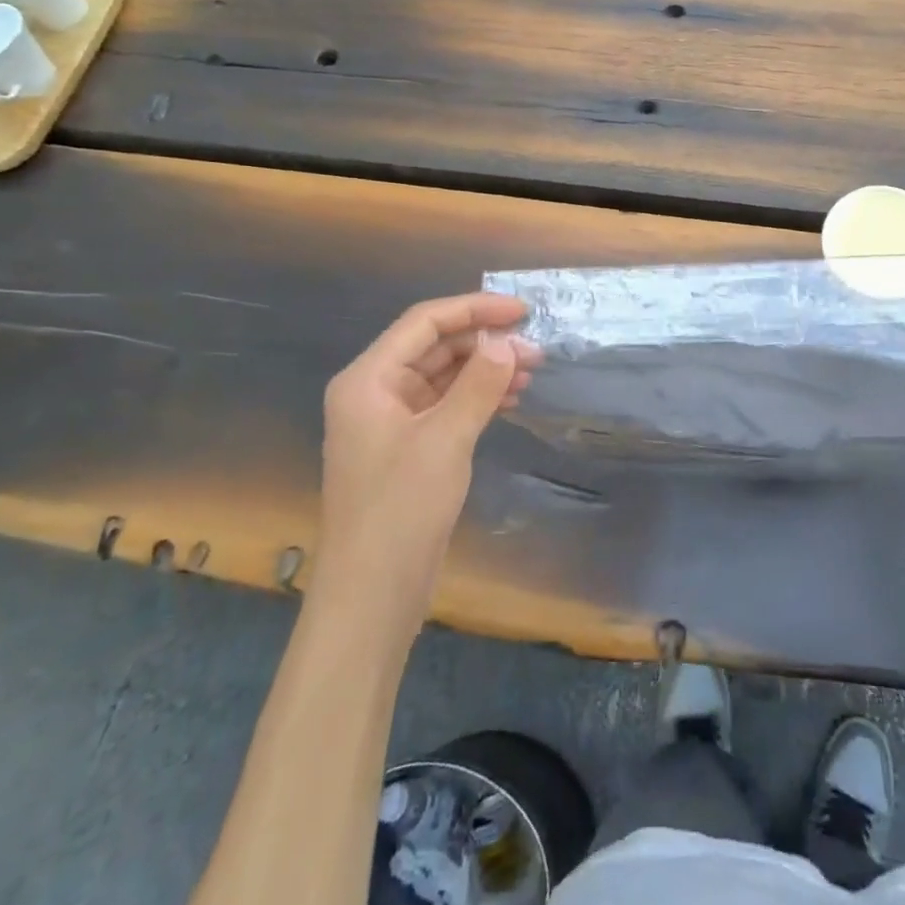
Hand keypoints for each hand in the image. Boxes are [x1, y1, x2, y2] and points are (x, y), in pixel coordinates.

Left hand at [310, 293, 536, 629]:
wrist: (372, 595)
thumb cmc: (400, 509)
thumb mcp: (445, 440)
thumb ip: (478, 384)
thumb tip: (506, 341)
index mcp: (368, 380)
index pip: (425, 323)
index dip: (475, 309)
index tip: (522, 311)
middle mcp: (375, 392)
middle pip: (435, 347)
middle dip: (485, 343)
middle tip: (536, 349)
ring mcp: (391, 421)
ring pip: (444, 376)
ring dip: (485, 369)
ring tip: (531, 372)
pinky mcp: (408, 448)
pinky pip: (446, 404)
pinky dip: (478, 396)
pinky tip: (510, 399)